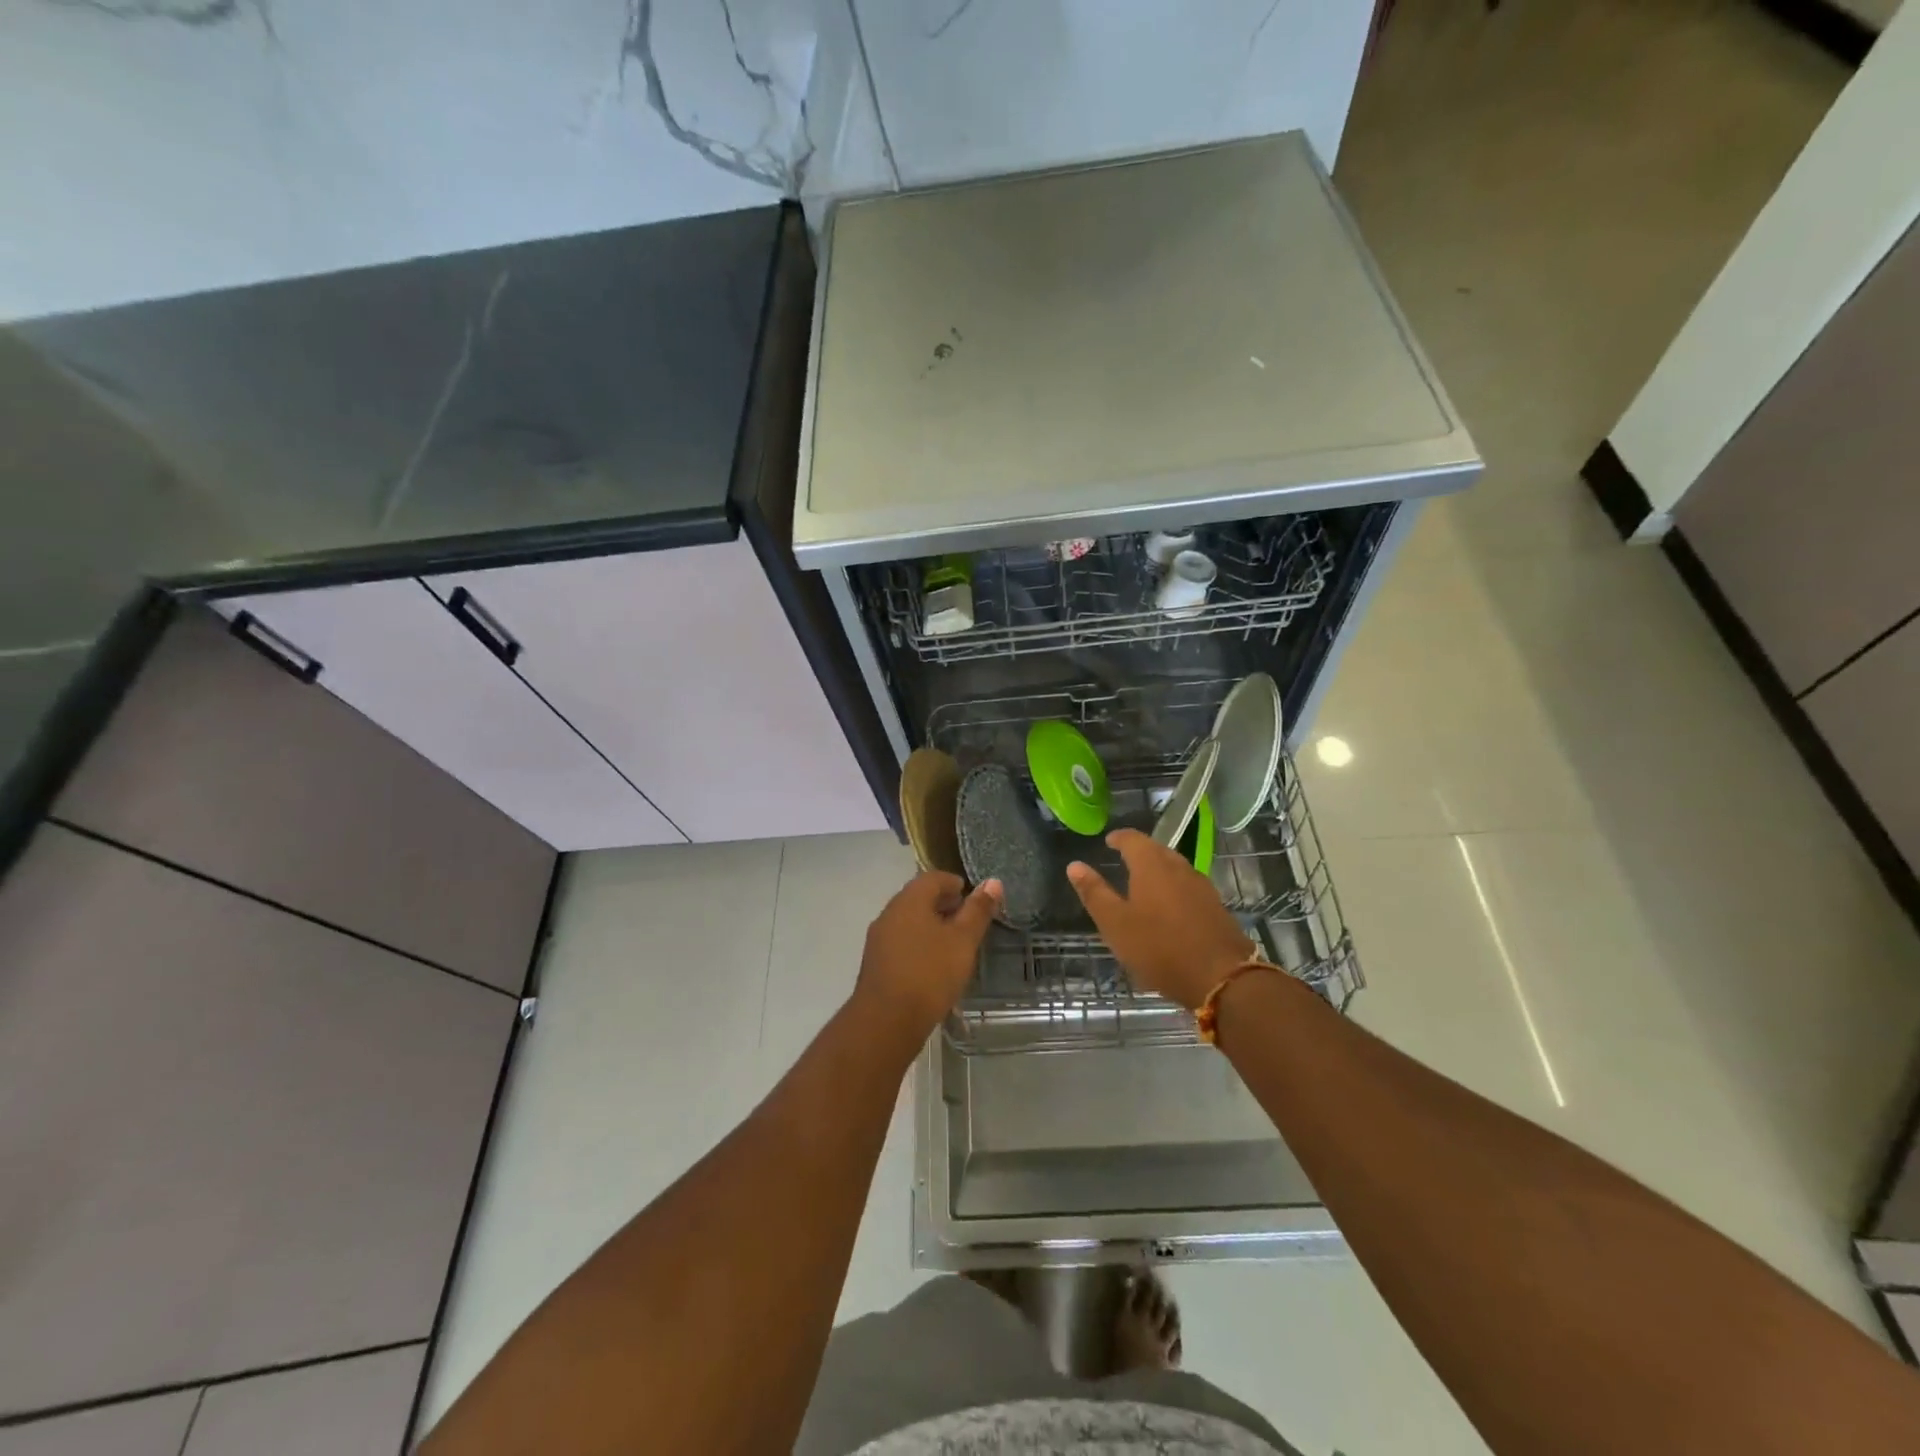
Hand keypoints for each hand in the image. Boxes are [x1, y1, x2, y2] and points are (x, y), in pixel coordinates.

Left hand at [853, 871, 1001, 1046]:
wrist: (886, 1022)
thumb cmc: (930, 974)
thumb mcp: (963, 941)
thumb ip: (978, 911)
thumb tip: (993, 882)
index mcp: (909, 900)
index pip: (933, 878)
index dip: (954, 883)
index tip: (972, 897)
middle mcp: (889, 913)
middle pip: (919, 898)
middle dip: (944, 904)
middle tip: (968, 919)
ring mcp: (879, 939)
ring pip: (909, 921)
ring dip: (931, 925)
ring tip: (955, 943)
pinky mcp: (876, 963)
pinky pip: (901, 941)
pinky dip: (919, 943)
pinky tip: (934, 964)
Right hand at [1067, 829, 1254, 1010]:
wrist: (1222, 977)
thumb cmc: (1160, 948)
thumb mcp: (1116, 924)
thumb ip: (1094, 893)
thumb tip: (1074, 865)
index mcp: (1151, 866)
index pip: (1133, 839)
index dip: (1119, 838)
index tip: (1109, 841)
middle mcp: (1179, 868)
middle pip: (1157, 850)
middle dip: (1139, 851)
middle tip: (1123, 859)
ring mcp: (1201, 886)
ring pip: (1175, 868)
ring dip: (1158, 869)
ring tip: (1143, 883)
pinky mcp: (1215, 907)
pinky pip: (1188, 886)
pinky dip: (1173, 888)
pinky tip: (1169, 907)